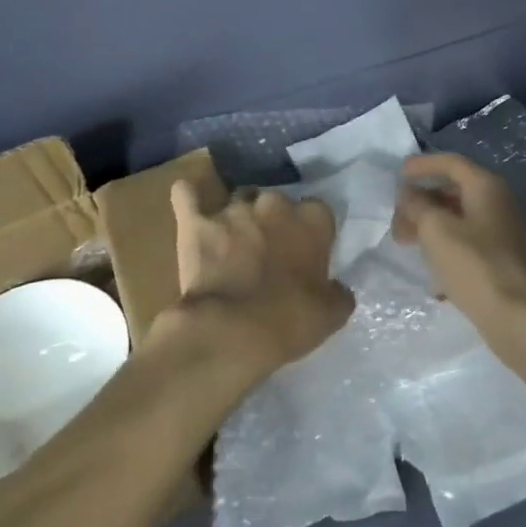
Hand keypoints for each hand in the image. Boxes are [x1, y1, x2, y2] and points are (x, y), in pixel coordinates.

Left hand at [155, 179, 352, 381]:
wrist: (231, 332)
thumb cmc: (289, 321)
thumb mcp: (331, 314)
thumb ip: (338, 291)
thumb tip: (338, 287)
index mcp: (311, 219)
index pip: (317, 211)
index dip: (310, 232)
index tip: (305, 252)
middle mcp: (274, 203)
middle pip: (275, 202)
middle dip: (272, 220)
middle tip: (267, 250)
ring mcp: (232, 208)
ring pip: (237, 199)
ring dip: (237, 216)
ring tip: (231, 240)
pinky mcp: (196, 221)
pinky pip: (187, 194)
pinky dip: (189, 196)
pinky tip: (189, 199)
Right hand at [392, 154, 525, 341]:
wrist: (520, 318)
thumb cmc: (475, 266)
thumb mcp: (436, 230)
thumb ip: (417, 206)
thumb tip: (408, 195)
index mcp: (486, 186)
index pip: (450, 163)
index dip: (422, 165)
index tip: (398, 175)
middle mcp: (497, 203)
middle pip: (453, 191)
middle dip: (422, 203)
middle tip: (397, 221)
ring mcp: (502, 232)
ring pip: (458, 219)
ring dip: (430, 227)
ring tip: (406, 245)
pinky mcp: (501, 260)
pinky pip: (467, 244)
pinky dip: (446, 250)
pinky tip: (432, 278)